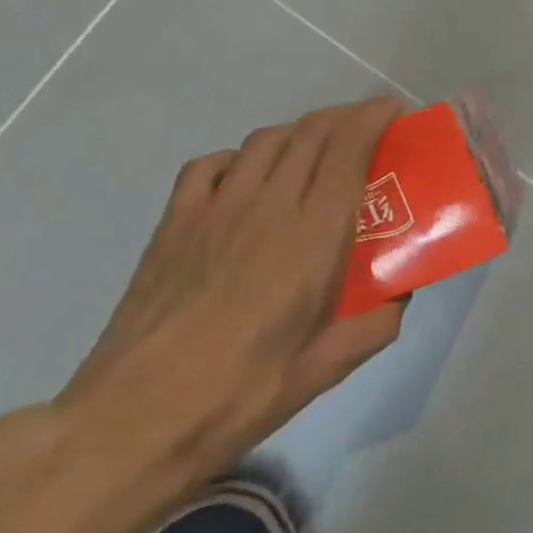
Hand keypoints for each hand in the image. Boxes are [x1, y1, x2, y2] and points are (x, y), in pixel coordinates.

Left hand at [54, 96, 407, 502]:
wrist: (132, 420)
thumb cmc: (242, 393)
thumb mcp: (327, 367)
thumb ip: (375, 324)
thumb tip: (400, 296)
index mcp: (313, 235)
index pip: (348, 149)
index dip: (374, 118)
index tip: (396, 112)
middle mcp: (267, 206)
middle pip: (310, 133)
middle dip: (346, 117)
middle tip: (370, 128)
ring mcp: (214, 210)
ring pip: (265, 141)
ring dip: (300, 131)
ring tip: (318, 148)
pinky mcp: (174, 225)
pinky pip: (212, 164)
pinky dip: (242, 155)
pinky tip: (249, 176)